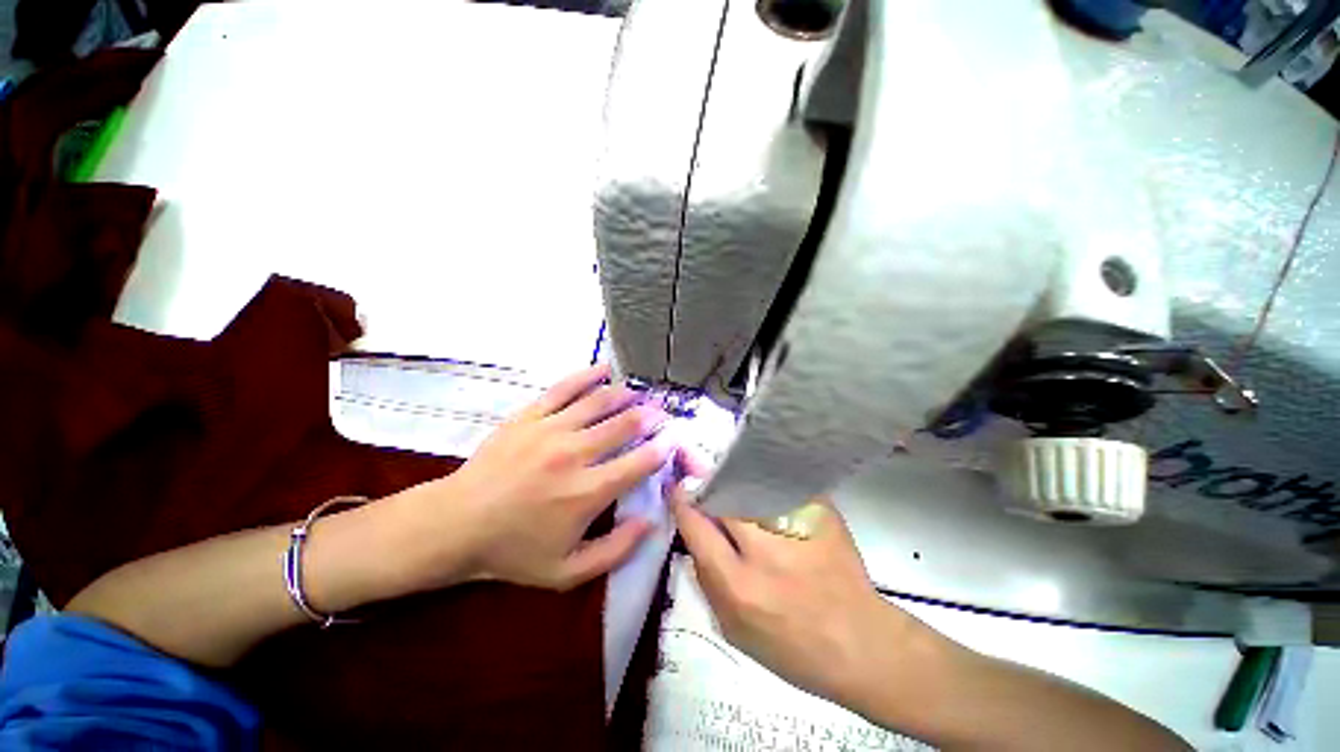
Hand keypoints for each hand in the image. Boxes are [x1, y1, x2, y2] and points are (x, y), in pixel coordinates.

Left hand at [399, 363, 672, 591]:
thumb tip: (650, 522)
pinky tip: (604, 370)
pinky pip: (564, 389)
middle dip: (649, 416)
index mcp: (588, 492)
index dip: (661, 450)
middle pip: (624, 425)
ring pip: (599, 402)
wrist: (456, 524)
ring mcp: (551, 430)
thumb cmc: (513, 550)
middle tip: (660, 413)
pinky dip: (587, 377)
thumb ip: (615, 551)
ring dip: (625, 395)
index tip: (672, 441)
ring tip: (640, 393)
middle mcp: (575, 454)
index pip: (638, 463)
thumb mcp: (567, 571)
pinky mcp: (529, 416)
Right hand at [670, 485, 923, 709]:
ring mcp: (797, 529)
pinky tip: (764, 482)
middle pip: (724, 496)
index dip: (682, 501)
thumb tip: (693, 536)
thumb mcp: (735, 631)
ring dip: (736, 480)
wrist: (862, 645)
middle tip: (704, 476)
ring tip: (732, 477)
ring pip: (752, 485)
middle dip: (709, 484)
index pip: (697, 526)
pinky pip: (784, 485)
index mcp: (738, 586)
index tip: (678, 488)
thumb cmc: (793, 649)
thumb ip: (707, 581)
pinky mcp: (822, 516)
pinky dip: (767, 481)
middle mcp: (765, 552)